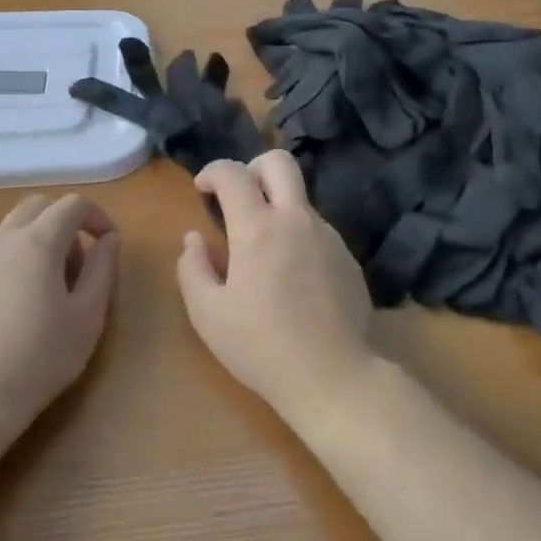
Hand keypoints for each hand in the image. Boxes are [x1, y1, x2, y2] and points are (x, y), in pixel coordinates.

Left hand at [0, 195, 120, 434]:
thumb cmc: (42, 356)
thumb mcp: (87, 315)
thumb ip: (102, 269)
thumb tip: (110, 239)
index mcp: (37, 242)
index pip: (72, 205)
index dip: (97, 216)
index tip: (110, 243)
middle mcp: (3, 240)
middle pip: (38, 206)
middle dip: (66, 221)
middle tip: (81, 261)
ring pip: (14, 227)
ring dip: (41, 239)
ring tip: (55, 286)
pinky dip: (19, 257)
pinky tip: (25, 303)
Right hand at [176, 151, 376, 413]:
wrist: (334, 377)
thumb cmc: (261, 346)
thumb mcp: (207, 314)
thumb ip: (192, 268)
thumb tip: (194, 238)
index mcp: (258, 229)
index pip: (233, 173)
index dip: (212, 172)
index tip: (202, 190)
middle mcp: (297, 220)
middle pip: (280, 162)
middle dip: (252, 168)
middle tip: (237, 199)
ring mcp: (329, 237)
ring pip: (300, 199)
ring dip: (276, 208)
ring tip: (261, 253)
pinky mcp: (348, 258)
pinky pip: (316, 230)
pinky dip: (296, 236)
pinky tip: (290, 278)